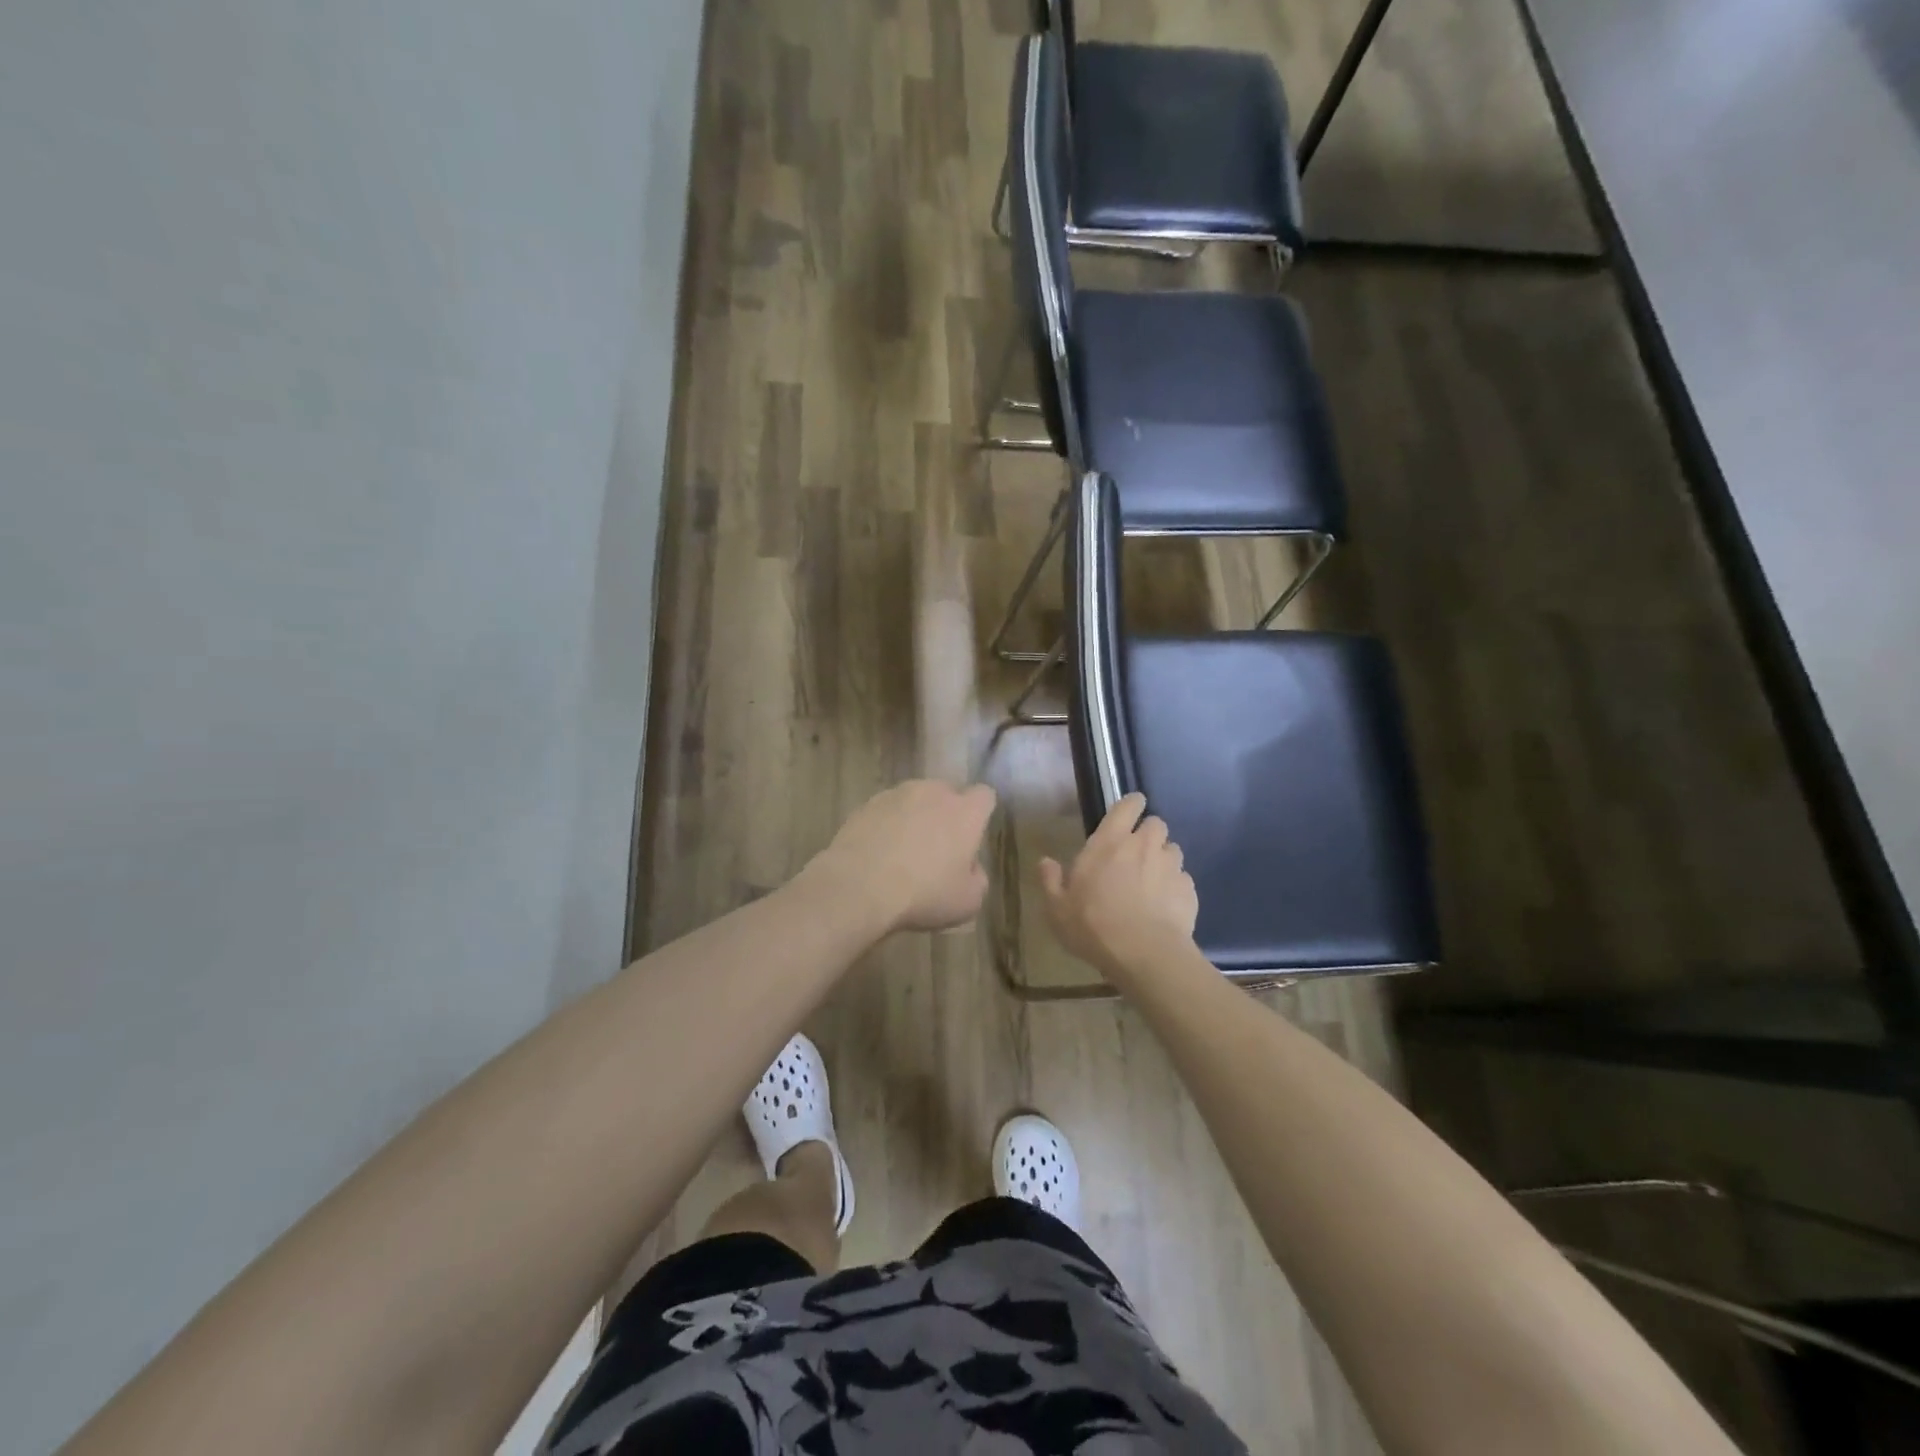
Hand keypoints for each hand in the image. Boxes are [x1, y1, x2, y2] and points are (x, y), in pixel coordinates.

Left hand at [806, 780, 998, 934]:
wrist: (860, 885)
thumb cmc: (924, 893)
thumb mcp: (967, 901)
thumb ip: (977, 878)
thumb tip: (970, 868)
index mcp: (966, 812)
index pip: (985, 795)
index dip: (980, 813)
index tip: (972, 835)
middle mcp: (934, 792)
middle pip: (947, 793)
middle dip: (946, 813)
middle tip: (938, 847)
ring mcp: (897, 794)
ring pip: (915, 799)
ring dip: (915, 816)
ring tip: (903, 850)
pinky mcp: (867, 804)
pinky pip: (886, 809)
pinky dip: (887, 824)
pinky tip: (879, 852)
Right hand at [1040, 793, 1198, 984]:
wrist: (1144, 955)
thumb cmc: (1093, 926)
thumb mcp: (1058, 909)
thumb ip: (1051, 881)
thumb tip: (1045, 862)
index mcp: (1109, 842)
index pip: (1128, 806)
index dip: (1132, 804)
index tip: (1131, 810)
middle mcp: (1143, 846)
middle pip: (1156, 824)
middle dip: (1148, 833)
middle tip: (1136, 853)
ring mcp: (1170, 866)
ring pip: (1172, 850)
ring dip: (1163, 859)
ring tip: (1153, 881)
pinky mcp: (1189, 890)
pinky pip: (1183, 879)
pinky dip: (1175, 887)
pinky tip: (1166, 907)